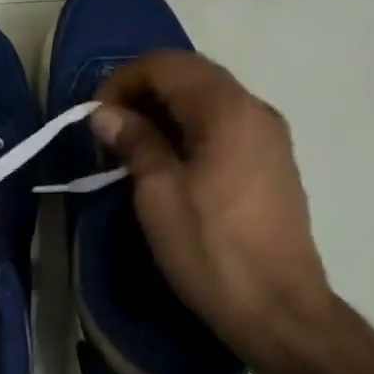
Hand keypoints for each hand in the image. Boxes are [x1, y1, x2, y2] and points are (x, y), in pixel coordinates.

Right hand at [92, 51, 334, 361]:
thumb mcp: (158, 194)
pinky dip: (190, 130)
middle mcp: (255, 110)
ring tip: (133, 148)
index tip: (96, 117)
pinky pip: (225, 127)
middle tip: (109, 131)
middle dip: (143, 93)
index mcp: (227, 110)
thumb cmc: (210, 249)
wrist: (278, 309)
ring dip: (165, 112)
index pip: (167, 64)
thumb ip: (134, 141)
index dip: (123, 81)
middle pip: (191, 76)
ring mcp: (270, 137)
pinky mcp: (273, 163)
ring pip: (208, 101)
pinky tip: (170, 164)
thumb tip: (106, 113)